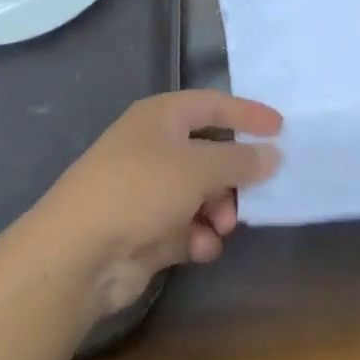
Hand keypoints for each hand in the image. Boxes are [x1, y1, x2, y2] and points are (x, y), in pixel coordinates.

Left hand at [37, 91, 282, 317]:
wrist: (77, 254)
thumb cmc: (140, 189)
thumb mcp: (198, 167)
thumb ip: (241, 160)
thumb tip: (272, 154)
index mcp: (161, 117)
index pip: (214, 105)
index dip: (248, 114)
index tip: (282, 128)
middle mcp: (154, 148)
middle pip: (209, 153)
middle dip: (233, 175)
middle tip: (255, 191)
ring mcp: (147, 190)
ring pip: (200, 193)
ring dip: (218, 210)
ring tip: (222, 227)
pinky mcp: (144, 230)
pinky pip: (185, 225)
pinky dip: (197, 235)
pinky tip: (201, 248)